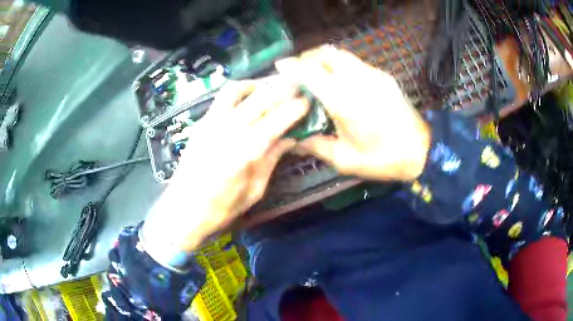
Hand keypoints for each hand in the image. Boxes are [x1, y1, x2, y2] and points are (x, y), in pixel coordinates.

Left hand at [143, 78, 308, 252]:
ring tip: (271, 86)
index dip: (296, 108)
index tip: (308, 102)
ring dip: (258, 84)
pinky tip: (248, 95)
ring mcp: (213, 122)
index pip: (278, 119)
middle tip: (297, 86)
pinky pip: (222, 97)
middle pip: (261, 99)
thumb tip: (290, 138)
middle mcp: (230, 128)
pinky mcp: (202, 122)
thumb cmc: (222, 207)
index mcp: (247, 150)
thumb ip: (272, 159)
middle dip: (283, 89)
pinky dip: (239, 90)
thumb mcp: (255, 190)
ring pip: (238, 90)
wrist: (184, 209)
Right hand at [275, 45, 430, 181]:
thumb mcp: (345, 159)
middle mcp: (357, 79)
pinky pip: (355, 63)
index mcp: (344, 100)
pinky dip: (340, 67)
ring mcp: (373, 74)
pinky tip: (340, 83)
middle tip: (298, 71)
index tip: (279, 67)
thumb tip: (294, 140)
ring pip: (342, 55)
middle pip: (327, 53)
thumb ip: (316, 146)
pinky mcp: (383, 77)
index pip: (311, 72)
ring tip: (317, 75)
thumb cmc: (382, 159)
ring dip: (324, 60)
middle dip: (308, 57)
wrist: (421, 151)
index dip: (292, 67)